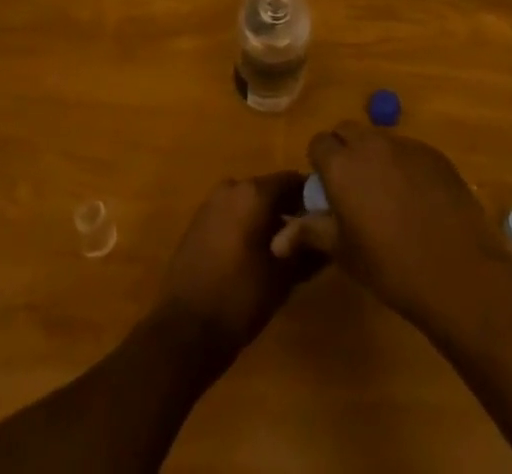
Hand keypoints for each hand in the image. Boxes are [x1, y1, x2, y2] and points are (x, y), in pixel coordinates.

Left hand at [155, 172, 320, 359]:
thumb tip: (329, 239)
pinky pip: (231, 215)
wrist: (183, 331)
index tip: (325, 221)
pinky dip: (246, 228)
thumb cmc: (239, 299)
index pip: (294, 181)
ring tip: (282, 254)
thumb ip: (309, 251)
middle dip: (290, 211)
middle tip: (307, 241)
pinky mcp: (198, 223)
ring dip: (267, 221)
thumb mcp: (283, 278)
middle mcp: (232, 187)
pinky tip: (254, 258)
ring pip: (250, 204)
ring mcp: (211, 204)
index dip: (312, 199)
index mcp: (254, 192)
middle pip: (271, 191)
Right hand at [278, 122, 509, 332]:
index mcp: (342, 164)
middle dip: (345, 152)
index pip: (319, 143)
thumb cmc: (390, 266)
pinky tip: (416, 201)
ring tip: (386, 197)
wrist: (457, 271)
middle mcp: (371, 144)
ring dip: (375, 157)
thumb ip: (310, 233)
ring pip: (379, 139)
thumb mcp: (344, 252)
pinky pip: (408, 151)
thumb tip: (277, 239)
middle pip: (348, 131)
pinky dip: (404, 166)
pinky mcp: (434, 154)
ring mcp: (406, 145)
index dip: (320, 164)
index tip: (328, 191)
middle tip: (352, 190)